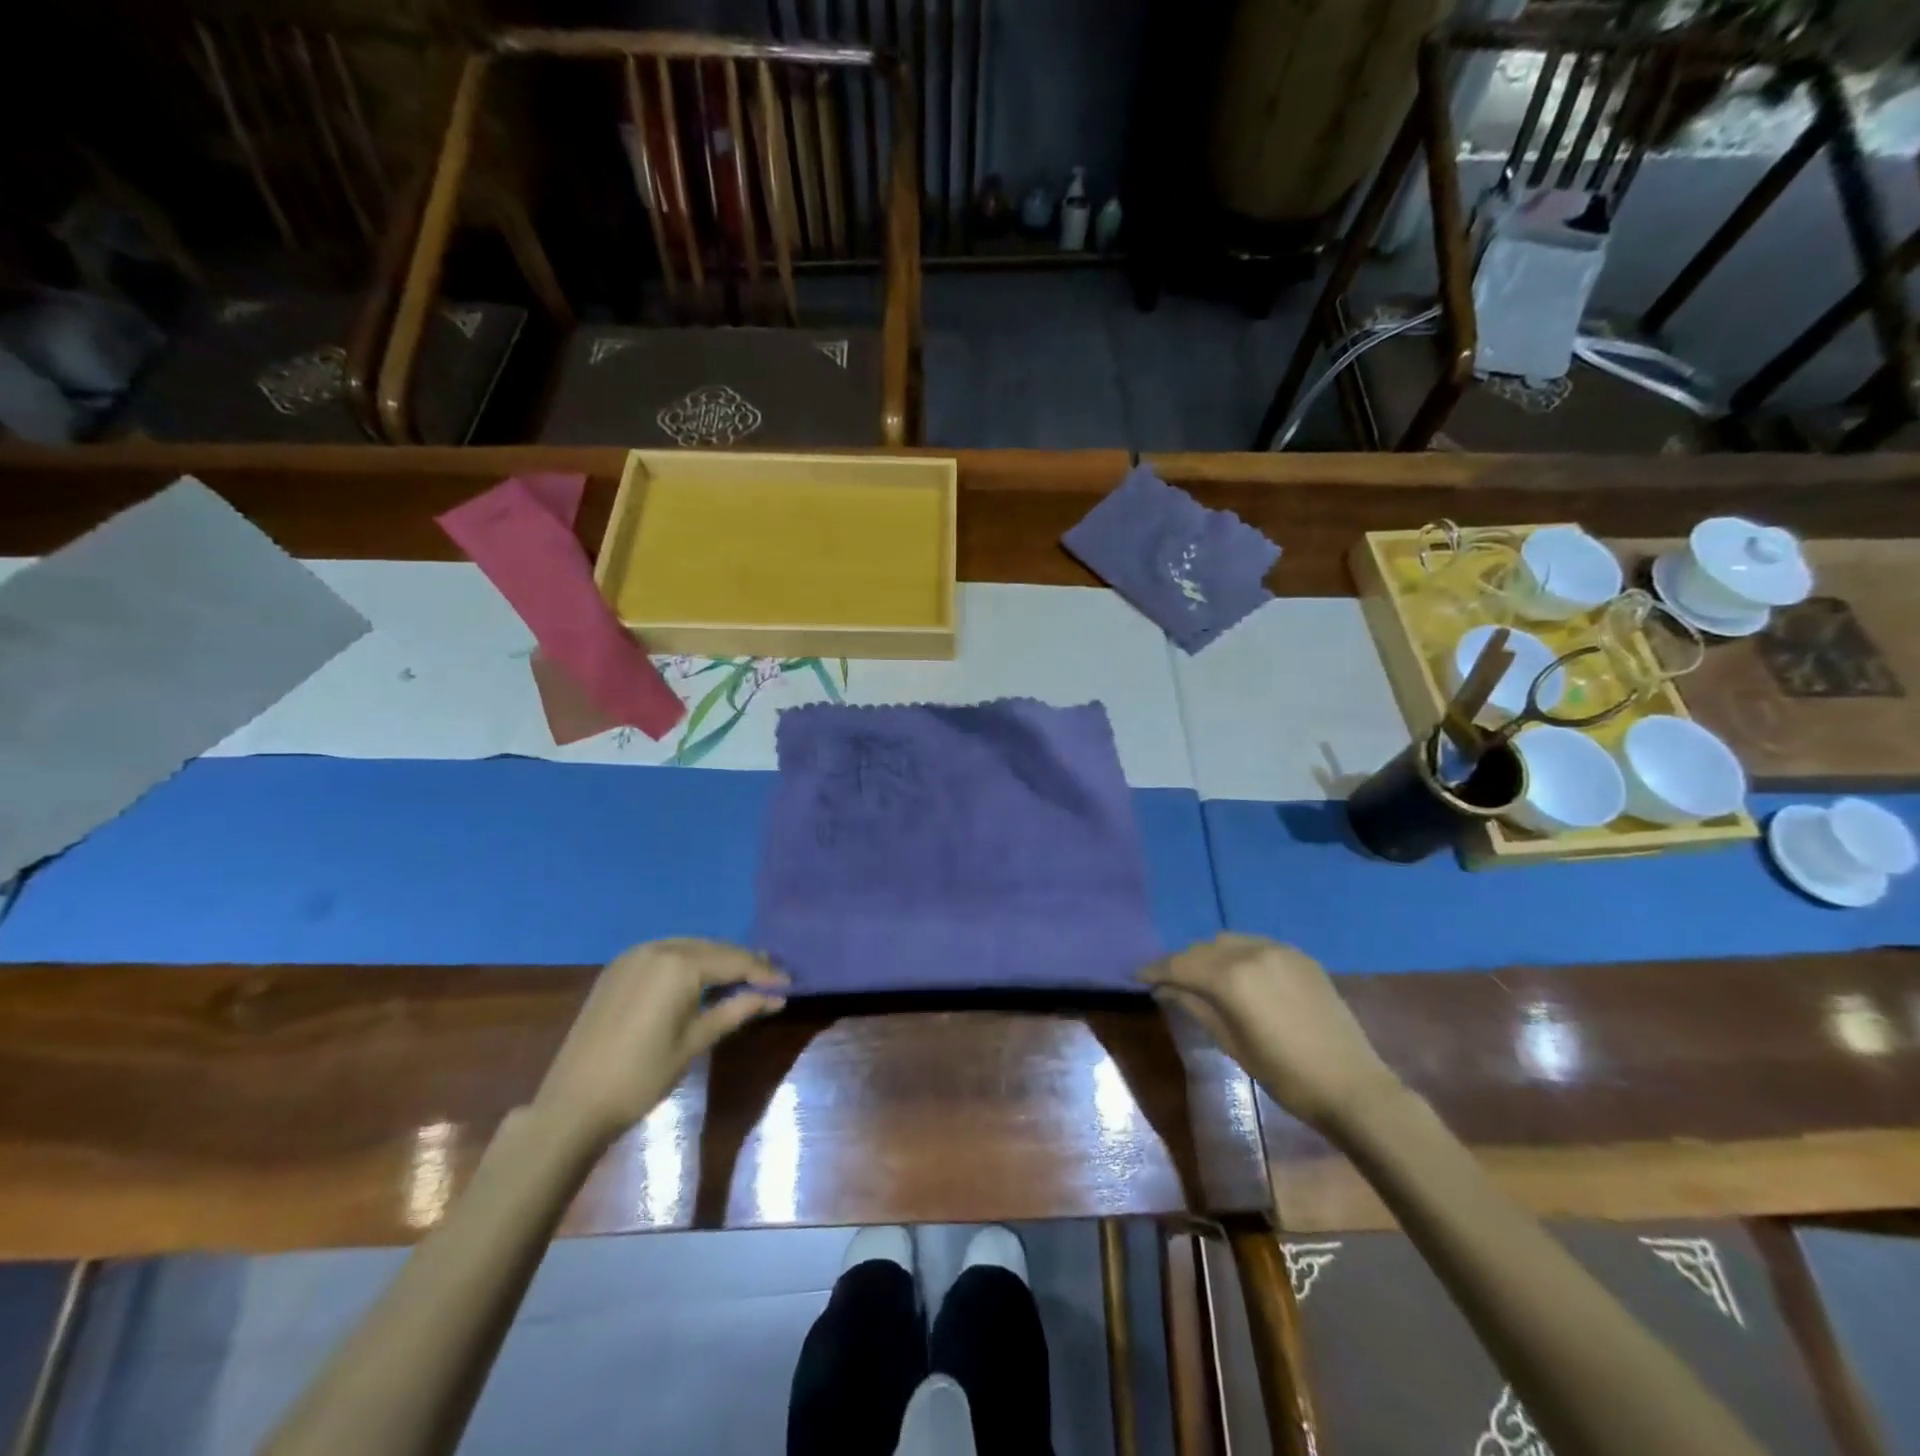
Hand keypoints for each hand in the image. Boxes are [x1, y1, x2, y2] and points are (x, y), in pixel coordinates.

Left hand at [534, 938, 787, 1146]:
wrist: (573, 1104)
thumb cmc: (642, 1076)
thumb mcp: (696, 1041)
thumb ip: (737, 1010)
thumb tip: (777, 996)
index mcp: (679, 964)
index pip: (734, 960)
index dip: (764, 972)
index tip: (789, 983)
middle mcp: (658, 947)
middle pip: (713, 948)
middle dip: (742, 963)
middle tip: (771, 980)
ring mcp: (633, 955)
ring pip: (689, 948)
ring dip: (716, 961)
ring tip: (743, 979)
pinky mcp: (618, 968)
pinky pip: (665, 954)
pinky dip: (688, 963)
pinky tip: (701, 980)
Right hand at [1141, 934, 1401, 1132]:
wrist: (1353, 1086)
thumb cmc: (1284, 1074)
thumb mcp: (1231, 1042)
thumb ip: (1194, 1006)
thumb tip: (1164, 988)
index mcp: (1232, 976)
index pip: (1181, 964)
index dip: (1156, 969)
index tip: (1137, 975)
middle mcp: (1252, 951)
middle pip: (1203, 948)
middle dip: (1182, 962)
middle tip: (1168, 981)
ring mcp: (1280, 950)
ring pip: (1229, 942)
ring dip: (1210, 955)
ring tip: (1202, 977)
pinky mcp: (1300, 956)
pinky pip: (1256, 945)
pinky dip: (1237, 955)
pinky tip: (1237, 975)